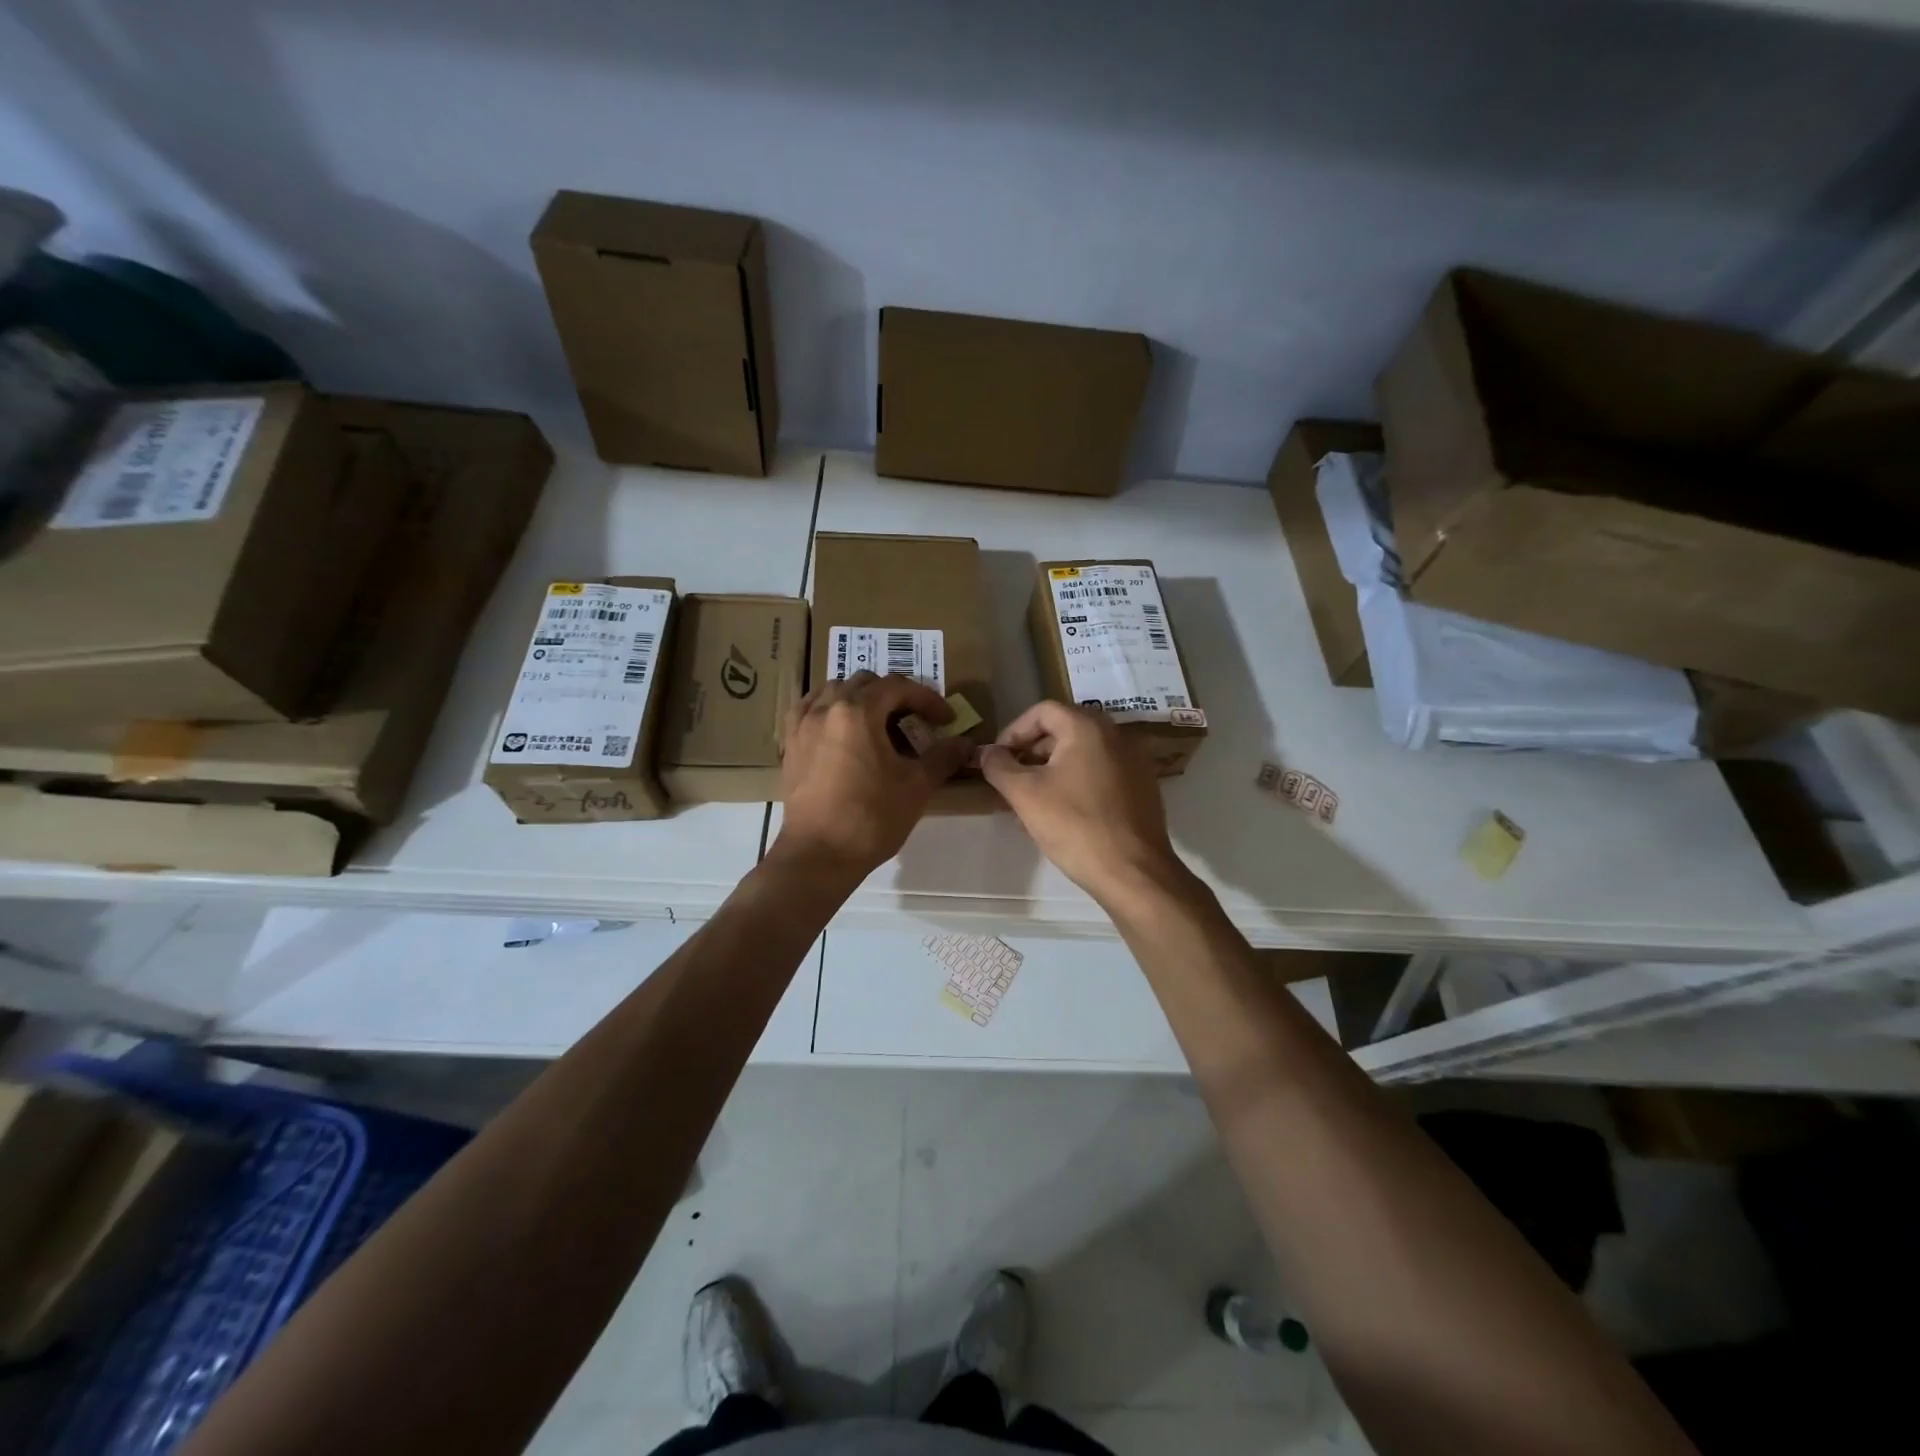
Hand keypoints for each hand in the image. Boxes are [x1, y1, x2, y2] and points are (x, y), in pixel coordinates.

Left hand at [773, 672, 971, 880]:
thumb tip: (965, 743)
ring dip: (861, 698)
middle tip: (915, 721)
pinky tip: (841, 729)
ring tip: (879, 723)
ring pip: (834, 691)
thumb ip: (943, 757)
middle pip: (865, 683)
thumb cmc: (871, 818)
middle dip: (895, 696)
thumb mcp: (916, 787)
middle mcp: (826, 707)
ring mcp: (803, 724)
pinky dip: (830, 709)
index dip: (927, 699)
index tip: (946, 720)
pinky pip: (809, 709)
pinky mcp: (791, 744)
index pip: (898, 687)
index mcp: (858, 711)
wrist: (818, 855)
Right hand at [979, 701, 1185, 905]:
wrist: (1133, 873)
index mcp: (1088, 727)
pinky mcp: (1143, 787)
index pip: (1042, 711)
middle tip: (1012, 781)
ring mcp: (1134, 761)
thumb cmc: (1075, 826)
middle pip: (1063, 730)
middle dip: (1032, 753)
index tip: (998, 759)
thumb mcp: (1025, 794)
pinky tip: (1062, 815)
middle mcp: (1116, 735)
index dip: (1014, 731)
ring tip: (1031, 803)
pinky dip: (1077, 783)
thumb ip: (999, 766)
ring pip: (1082, 754)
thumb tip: (986, 752)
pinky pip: (1101, 773)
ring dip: (1052, 771)